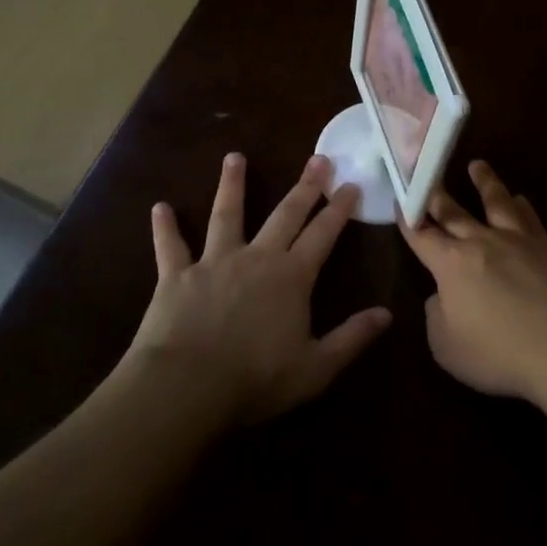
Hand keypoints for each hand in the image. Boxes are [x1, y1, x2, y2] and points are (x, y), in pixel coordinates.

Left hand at [120, 153, 391, 425]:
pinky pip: (170, 246)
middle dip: (304, 186)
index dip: (339, 208)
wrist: (186, 387)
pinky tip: (159, 208)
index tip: (351, 184)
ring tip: (234, 157)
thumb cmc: (255, 380)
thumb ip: (352, 338)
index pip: (323, 234)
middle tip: (317, 158)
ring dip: (232, 185)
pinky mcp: (176, 276)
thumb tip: (387, 314)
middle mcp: (257, 258)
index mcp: (292, 277)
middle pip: (285, 214)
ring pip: (227, 215)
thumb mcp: (316, 368)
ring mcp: (214, 262)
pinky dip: (165, 228)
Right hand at [400, 160, 546, 400]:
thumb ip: (437, 317)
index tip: (400, 200)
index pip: (422, 235)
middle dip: (437, 193)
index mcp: (452, 264)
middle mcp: (483, 242)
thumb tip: (441, 297)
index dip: (408, 219)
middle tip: (427, 170)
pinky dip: (520, 205)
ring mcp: (519, 240)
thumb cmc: (500, 352)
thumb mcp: (448, 347)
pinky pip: (529, 217)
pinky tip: (521, 200)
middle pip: (455, 211)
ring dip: (484, 182)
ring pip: (497, 201)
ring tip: (477, 165)